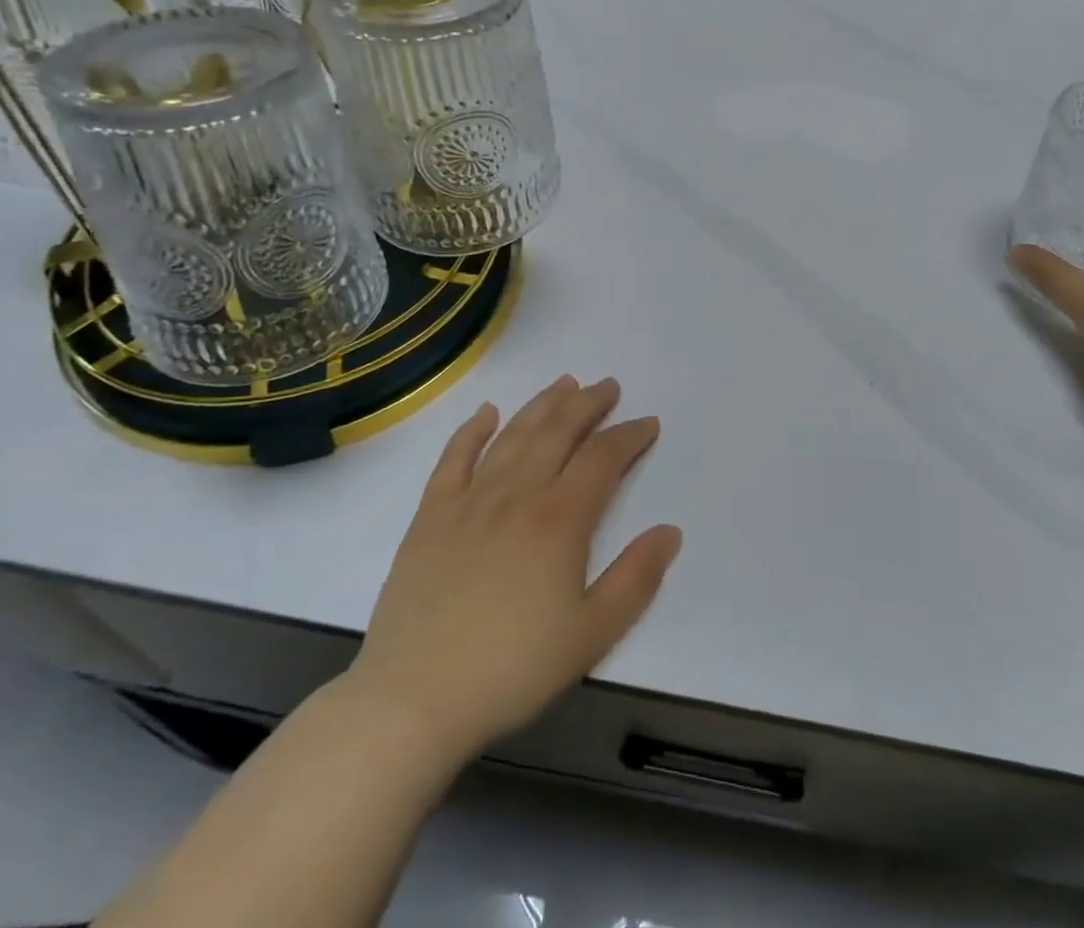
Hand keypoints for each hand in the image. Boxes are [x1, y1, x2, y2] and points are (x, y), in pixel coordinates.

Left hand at [344, 377, 681, 760]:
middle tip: (607, 386)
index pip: (603, 459)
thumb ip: (636, 579)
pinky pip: (454, 458)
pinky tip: (487, 413)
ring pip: (514, 435)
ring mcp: (470, 500)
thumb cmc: (511, 670)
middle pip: (558, 432)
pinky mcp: (431, 515)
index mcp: (560, 520)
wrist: (413, 700)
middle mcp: (517, 495)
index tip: (648, 424)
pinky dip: (472, 430)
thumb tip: (670, 531)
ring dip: (542, 404)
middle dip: (588, 404)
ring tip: (564, 383)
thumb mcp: (591, 635)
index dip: (629, 436)